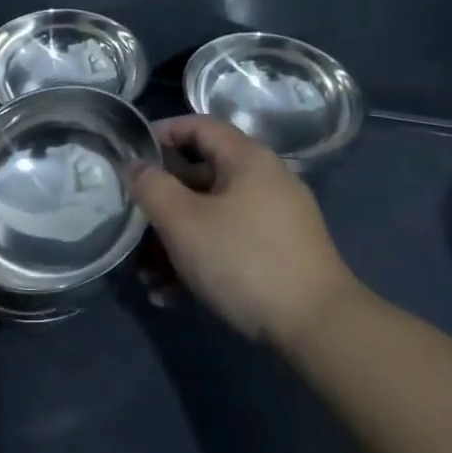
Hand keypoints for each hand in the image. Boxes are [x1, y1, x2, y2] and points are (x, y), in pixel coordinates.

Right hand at [132, 116, 358, 347]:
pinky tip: (174, 298)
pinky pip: (230, 243)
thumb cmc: (244, 259)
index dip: (163, 132)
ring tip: (147, 279)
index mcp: (246, 158)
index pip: (199, 125)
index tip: (132, 153)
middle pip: (201, 176)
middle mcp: (264, 179)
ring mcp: (276, 218)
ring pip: (212, 216)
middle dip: (162, 204)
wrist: (319, 327)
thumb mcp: (184, 222)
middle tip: (133, 225)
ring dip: (176, 243)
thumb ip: (152, 188)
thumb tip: (135, 166)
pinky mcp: (281, 253)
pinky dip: (201, 260)